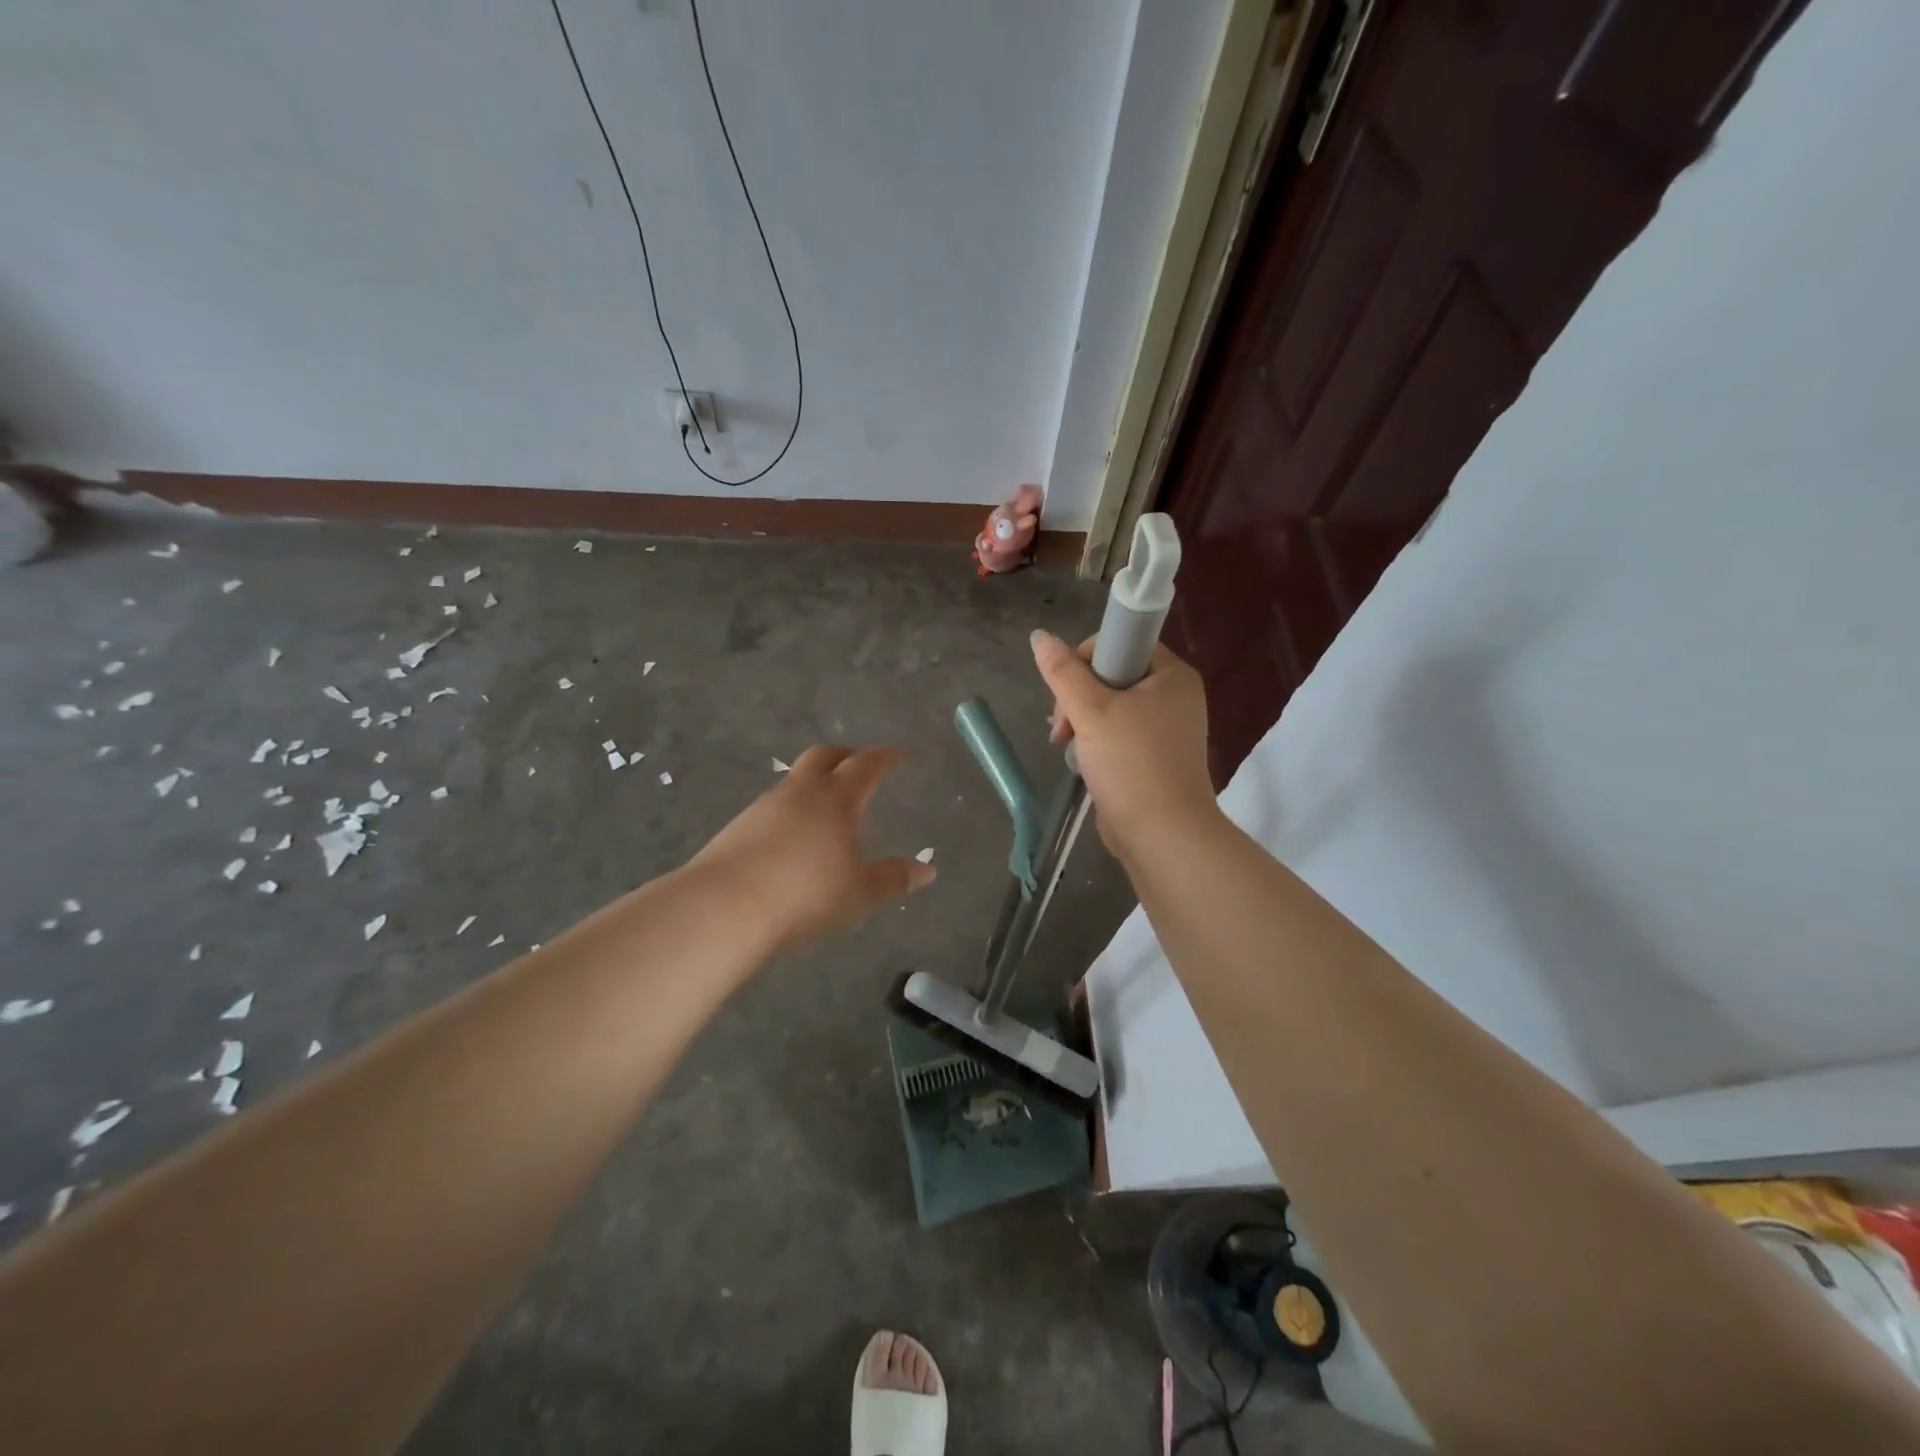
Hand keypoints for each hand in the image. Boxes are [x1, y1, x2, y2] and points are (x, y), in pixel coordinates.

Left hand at [691, 745, 934, 949]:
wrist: (723, 909)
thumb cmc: (805, 895)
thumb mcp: (859, 893)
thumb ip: (893, 878)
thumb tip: (927, 870)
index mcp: (836, 798)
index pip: (866, 765)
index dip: (886, 757)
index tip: (900, 755)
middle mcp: (799, 792)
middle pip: (825, 756)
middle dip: (846, 756)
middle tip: (861, 765)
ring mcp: (763, 807)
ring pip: (795, 781)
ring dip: (815, 784)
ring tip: (828, 808)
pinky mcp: (737, 828)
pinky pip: (773, 807)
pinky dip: (791, 811)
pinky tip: (793, 839)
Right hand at [1031, 630, 1218, 858]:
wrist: (1162, 835)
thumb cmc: (1131, 764)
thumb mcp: (1091, 711)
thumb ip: (1063, 672)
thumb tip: (1039, 636)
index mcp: (1172, 675)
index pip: (1121, 642)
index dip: (1085, 659)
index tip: (1066, 689)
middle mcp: (1175, 696)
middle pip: (1112, 675)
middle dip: (1077, 697)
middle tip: (1062, 727)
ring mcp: (1166, 729)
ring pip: (1110, 707)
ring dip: (1081, 722)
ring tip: (1065, 746)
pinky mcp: (1155, 757)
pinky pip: (1118, 734)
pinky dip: (1095, 742)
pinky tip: (1080, 761)